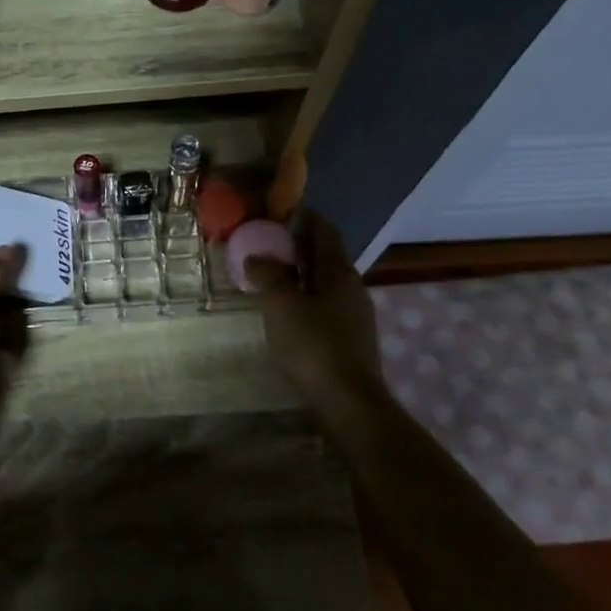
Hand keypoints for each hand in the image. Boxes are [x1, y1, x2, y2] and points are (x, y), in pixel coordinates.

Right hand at [245, 209, 384, 409]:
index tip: (280, 211)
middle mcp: (352, 286)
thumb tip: (255, 257)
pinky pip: (325, 304)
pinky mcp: (350, 337)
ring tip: (271, 276)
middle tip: (266, 243)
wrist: (348, 400)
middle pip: (325, 255)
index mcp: (338, 271)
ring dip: (300, 274)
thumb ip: (267, 275)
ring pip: (325, 281)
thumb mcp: (280, 305)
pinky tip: (287, 310)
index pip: (324, 231)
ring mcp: (355, 314)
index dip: (305, 217)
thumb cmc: (313, 344)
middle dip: (297, 246)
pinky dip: (305, 296)